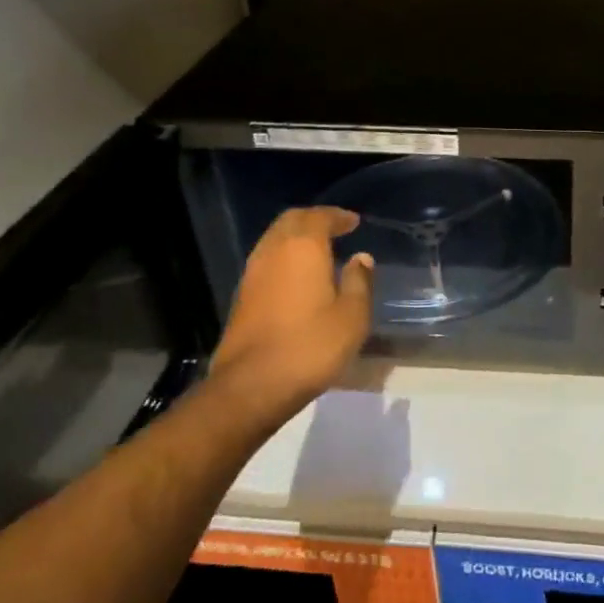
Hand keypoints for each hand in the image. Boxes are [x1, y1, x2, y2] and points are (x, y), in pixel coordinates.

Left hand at [206, 207, 373, 423]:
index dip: (338, 216)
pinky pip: (266, 260)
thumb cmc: (311, 346)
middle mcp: (273, 251)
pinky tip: (297, 275)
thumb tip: (361, 258)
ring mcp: (253, 273)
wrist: (252, 386)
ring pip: (274, 239)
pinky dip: (284, 257)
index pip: (320, 217)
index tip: (353, 222)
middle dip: (313, 220)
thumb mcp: (352, 316)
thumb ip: (359, 281)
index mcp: (303, 248)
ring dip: (296, 237)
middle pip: (291, 221)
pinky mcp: (242, 296)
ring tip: (318, 250)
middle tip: (335, 228)